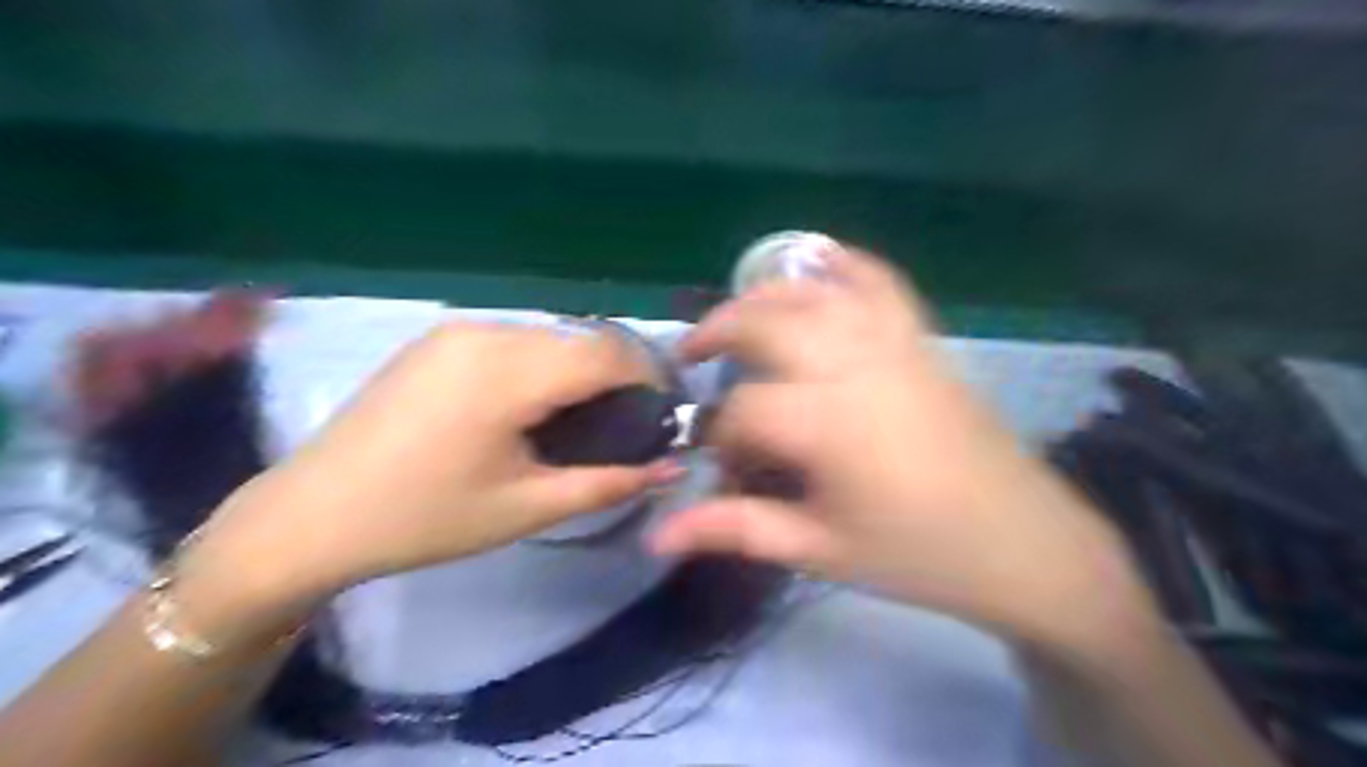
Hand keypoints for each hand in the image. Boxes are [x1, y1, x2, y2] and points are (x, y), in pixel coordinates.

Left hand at [189, 322, 681, 613]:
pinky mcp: (439, 338)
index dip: (649, 379)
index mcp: (509, 371)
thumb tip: (672, 467)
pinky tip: (533, 405)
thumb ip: (609, 482)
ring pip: (552, 335)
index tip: (663, 416)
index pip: (609, 352)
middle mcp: (487, 332)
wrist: (311, 515)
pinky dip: (544, 364)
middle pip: (583, 338)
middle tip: (625, 425)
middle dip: (619, 374)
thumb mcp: (527, 507)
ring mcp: (458, 329)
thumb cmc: (425, 519)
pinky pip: (516, 339)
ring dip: (581, 368)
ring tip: (582, 418)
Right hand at [655, 244, 1145, 647]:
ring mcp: (893, 344)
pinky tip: (817, 260)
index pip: (742, 410)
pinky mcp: (921, 340)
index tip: (723, 466)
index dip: (718, 436)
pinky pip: (879, 282)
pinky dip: (843, 264)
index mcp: (827, 424)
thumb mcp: (818, 549)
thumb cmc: (916, 554)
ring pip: (813, 293)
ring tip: (738, 315)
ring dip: (764, 293)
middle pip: (766, 322)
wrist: (1022, 542)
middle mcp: (854, 366)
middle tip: (695, 357)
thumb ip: (735, 530)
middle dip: (718, 331)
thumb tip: (657, 537)